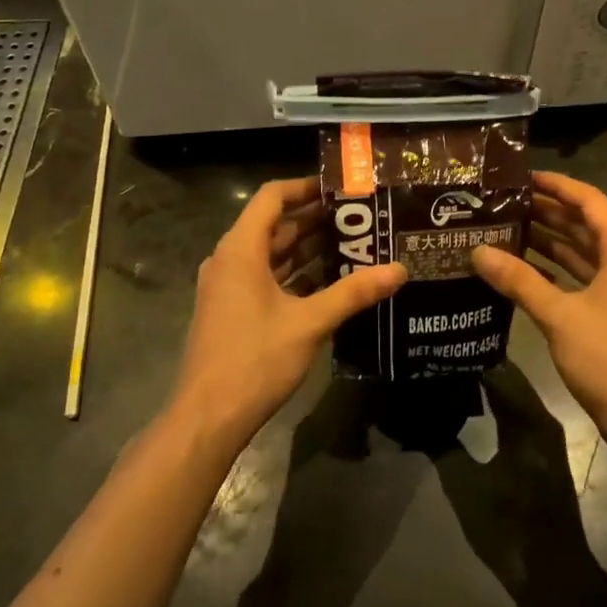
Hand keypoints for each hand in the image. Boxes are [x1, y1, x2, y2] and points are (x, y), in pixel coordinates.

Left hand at [170, 178, 406, 451]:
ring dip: (307, 248)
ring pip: (271, 254)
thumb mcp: (309, 323)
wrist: (207, 419)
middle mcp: (230, 260)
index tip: (341, 188)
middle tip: (360, 218)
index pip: (272, 197)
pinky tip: (329, 282)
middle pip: (274, 225)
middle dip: (315, 219)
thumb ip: (354, 293)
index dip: (306, 187)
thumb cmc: (254, 360)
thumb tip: (399, 270)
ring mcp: (228, 287)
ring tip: (353, 244)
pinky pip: (266, 278)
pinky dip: (295, 274)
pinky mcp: (231, 310)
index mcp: (241, 249)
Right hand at [472, 172, 606, 440]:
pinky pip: (577, 275)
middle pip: (583, 223)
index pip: (588, 200)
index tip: (520, 177)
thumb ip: (518, 280)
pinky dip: (551, 268)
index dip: (556, 185)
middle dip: (545, 211)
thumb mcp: (559, 315)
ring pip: (579, 250)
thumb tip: (478, 251)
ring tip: (503, 227)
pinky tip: (519, 268)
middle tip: (501, 202)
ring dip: (546, 239)